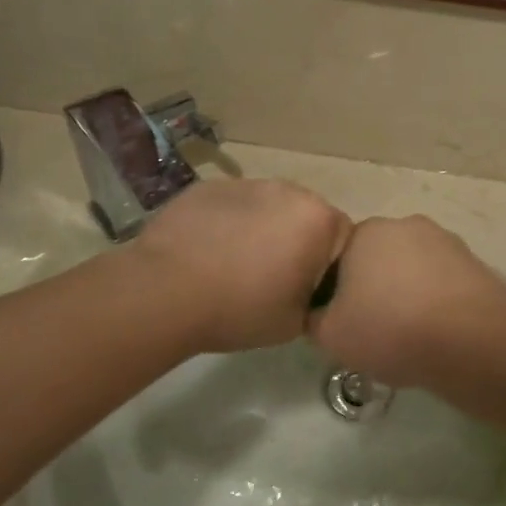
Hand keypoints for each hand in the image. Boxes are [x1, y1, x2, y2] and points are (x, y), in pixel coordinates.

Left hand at [133, 180, 351, 353]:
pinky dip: (228, 223)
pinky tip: (206, 252)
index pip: (341, 239)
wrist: (164, 292)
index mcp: (318, 219)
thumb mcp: (296, 322)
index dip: (325, 267)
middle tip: (269, 278)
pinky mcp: (209, 186)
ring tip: (233, 264)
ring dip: (261, 229)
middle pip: (305, 216)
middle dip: (294, 240)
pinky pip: (232, 205)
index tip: (303, 290)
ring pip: (267, 207)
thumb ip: (315, 298)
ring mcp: (247, 183)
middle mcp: (289, 190)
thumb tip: (309, 290)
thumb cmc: (240, 309)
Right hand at [309, 216, 505, 387]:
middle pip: (378, 258)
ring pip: (412, 268)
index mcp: (366, 231)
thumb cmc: (391, 330)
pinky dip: (436, 299)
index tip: (343, 319)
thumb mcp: (331, 335)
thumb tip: (321, 312)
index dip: (338, 290)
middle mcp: (406, 224)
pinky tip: (437, 329)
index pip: (339, 256)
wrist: (470, 342)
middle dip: (374, 286)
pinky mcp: (473, 261)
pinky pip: (442, 280)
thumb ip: (314, 318)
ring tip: (409, 333)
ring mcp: (445, 240)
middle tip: (374, 327)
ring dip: (407, 291)